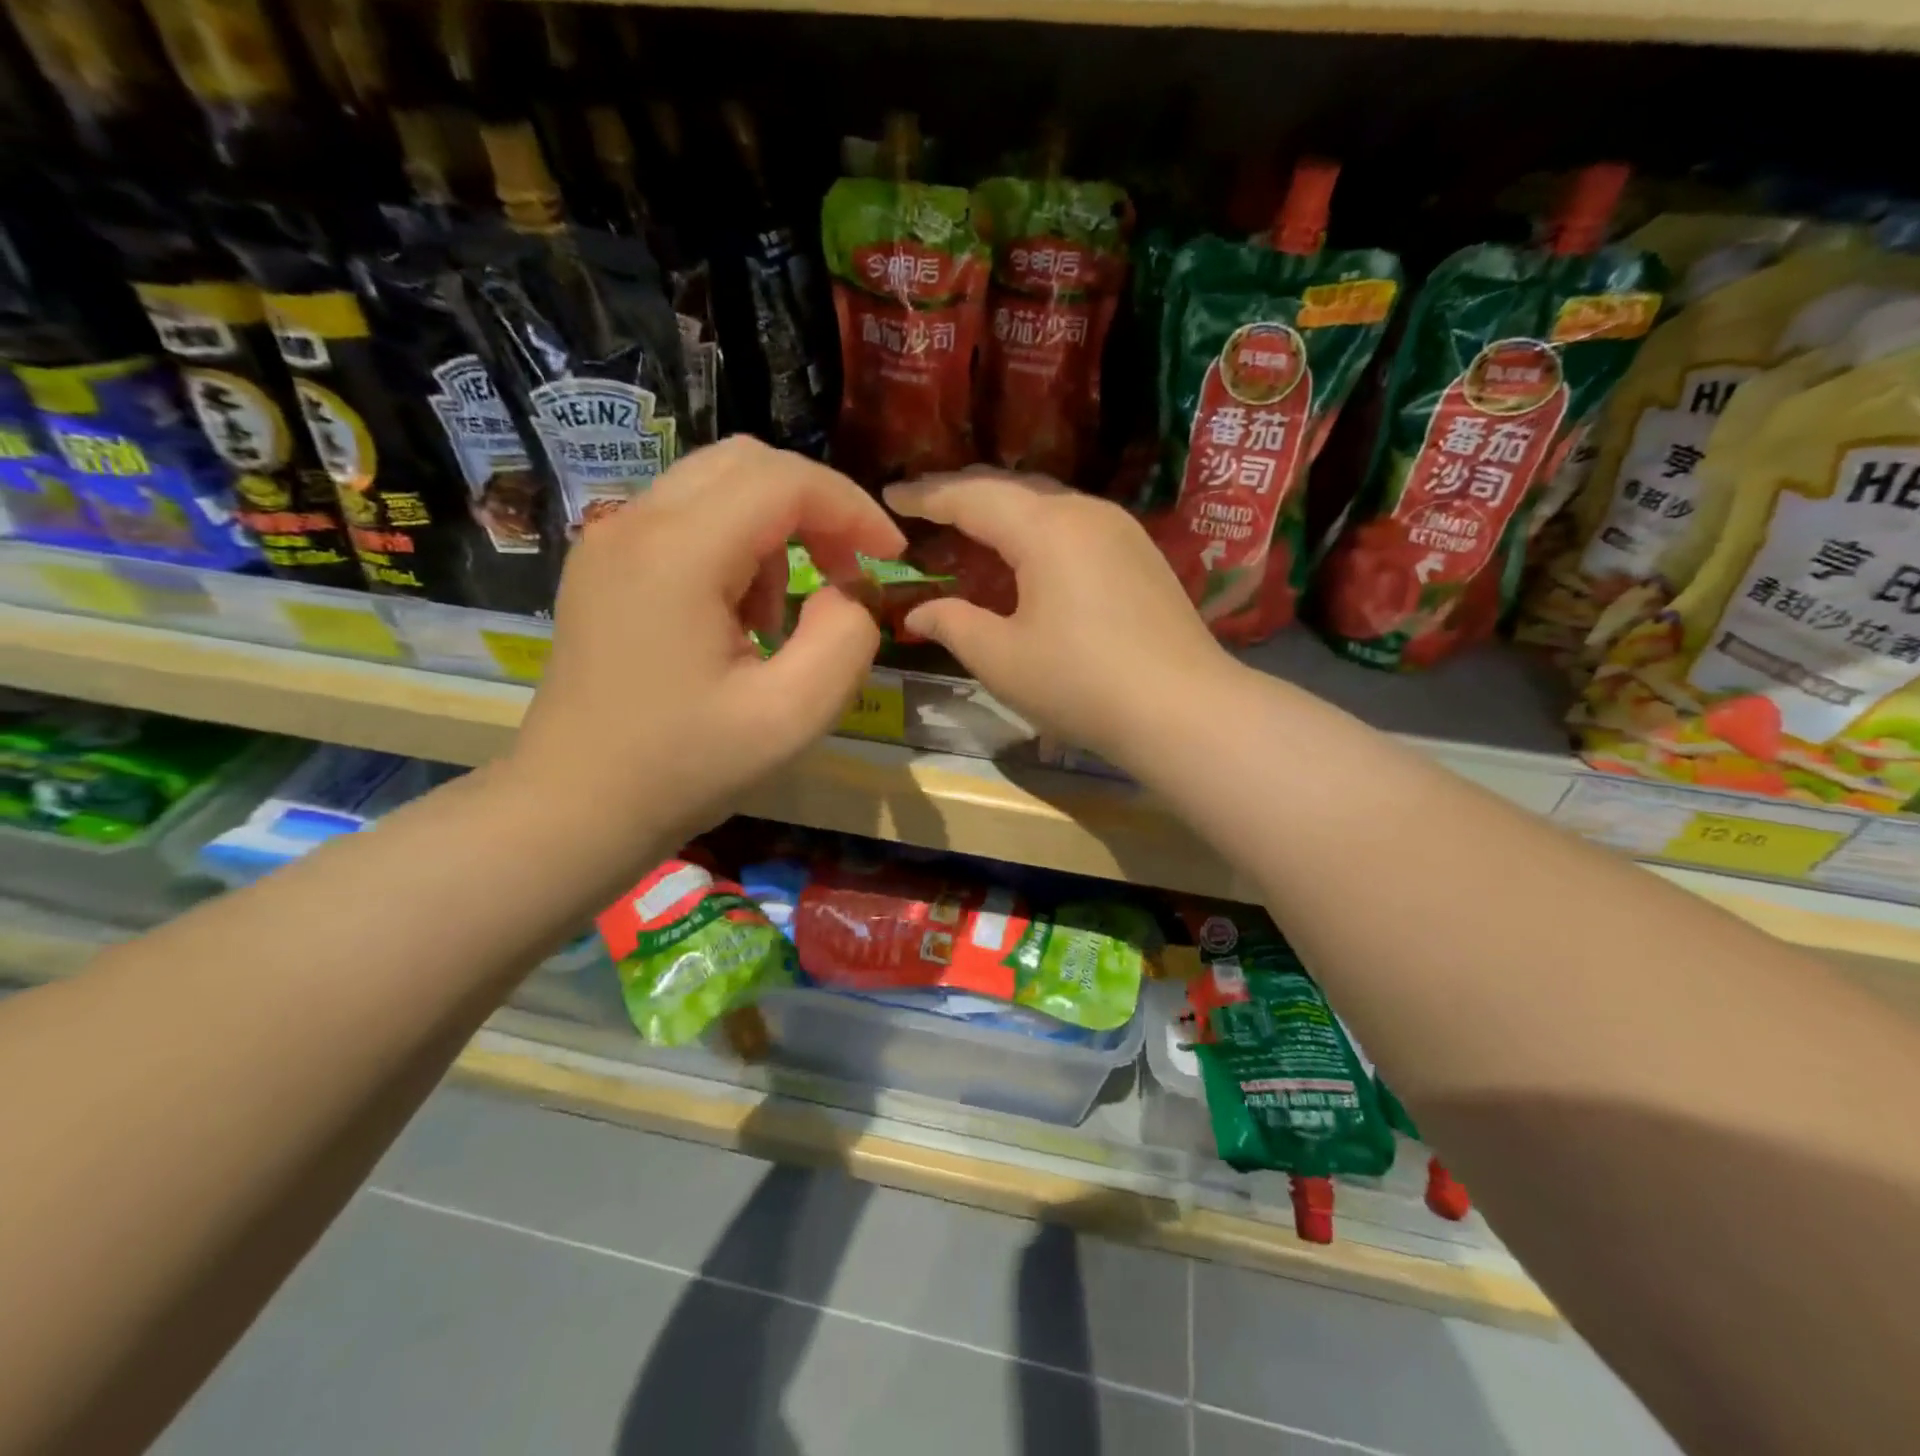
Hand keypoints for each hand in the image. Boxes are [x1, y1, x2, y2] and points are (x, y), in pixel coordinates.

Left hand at [510, 437, 904, 846]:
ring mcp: (610, 540)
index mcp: (678, 553)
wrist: (576, 806)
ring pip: (717, 485)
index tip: (892, 557)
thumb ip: (845, 639)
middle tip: (847, 574)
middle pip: (748, 464)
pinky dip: (735, 545)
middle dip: (816, 508)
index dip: (852, 509)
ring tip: (783, 614)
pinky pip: (686, 518)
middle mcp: (635, 524)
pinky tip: (739, 616)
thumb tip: (849, 591)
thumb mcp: (792, 716)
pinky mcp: (603, 564)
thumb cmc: (684, 768)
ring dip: (775, 529)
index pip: (784, 481)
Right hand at [884, 471, 1237, 768]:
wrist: (1184, 710)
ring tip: (972, 529)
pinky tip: (1029, 557)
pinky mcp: (1142, 555)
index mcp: (1046, 528)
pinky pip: (1075, 525)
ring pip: (1049, 503)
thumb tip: (918, 612)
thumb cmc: (1082, 684)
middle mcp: (1085, 512)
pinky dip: (1038, 531)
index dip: (926, 496)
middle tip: (925, 509)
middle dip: (964, 495)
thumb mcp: (1002, 659)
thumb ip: (953, 625)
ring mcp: (1121, 530)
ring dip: (1005, 512)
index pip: (972, 496)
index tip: (890, 496)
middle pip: (1013, 488)